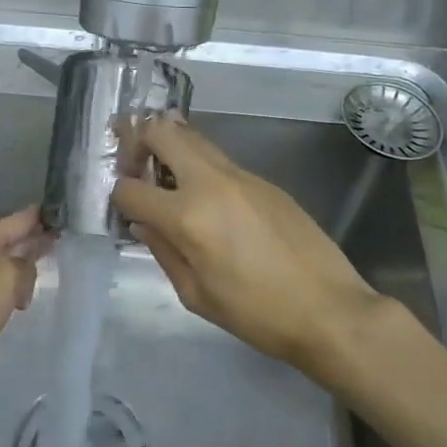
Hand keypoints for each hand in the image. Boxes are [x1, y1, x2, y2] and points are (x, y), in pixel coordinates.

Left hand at [0, 206, 50, 406]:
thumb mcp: (8, 276)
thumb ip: (25, 264)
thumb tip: (24, 270)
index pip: (14, 220)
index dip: (36, 216)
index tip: (58, 210)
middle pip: (6, 241)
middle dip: (31, 240)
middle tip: (58, 238)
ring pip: (1, 267)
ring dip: (21, 269)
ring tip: (44, 270)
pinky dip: (10, 291)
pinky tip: (21, 302)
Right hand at [111, 120, 396, 378]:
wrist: (329, 309)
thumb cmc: (256, 314)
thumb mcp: (195, 294)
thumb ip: (162, 250)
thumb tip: (144, 222)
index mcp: (187, 216)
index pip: (130, 188)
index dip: (118, 197)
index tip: (124, 210)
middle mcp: (210, 182)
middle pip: (161, 132)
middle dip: (136, 142)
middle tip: (134, 166)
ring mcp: (241, 176)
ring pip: (192, 137)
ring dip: (169, 147)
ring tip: (165, 176)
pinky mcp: (264, 181)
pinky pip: (219, 160)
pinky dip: (199, 166)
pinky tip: (206, 200)